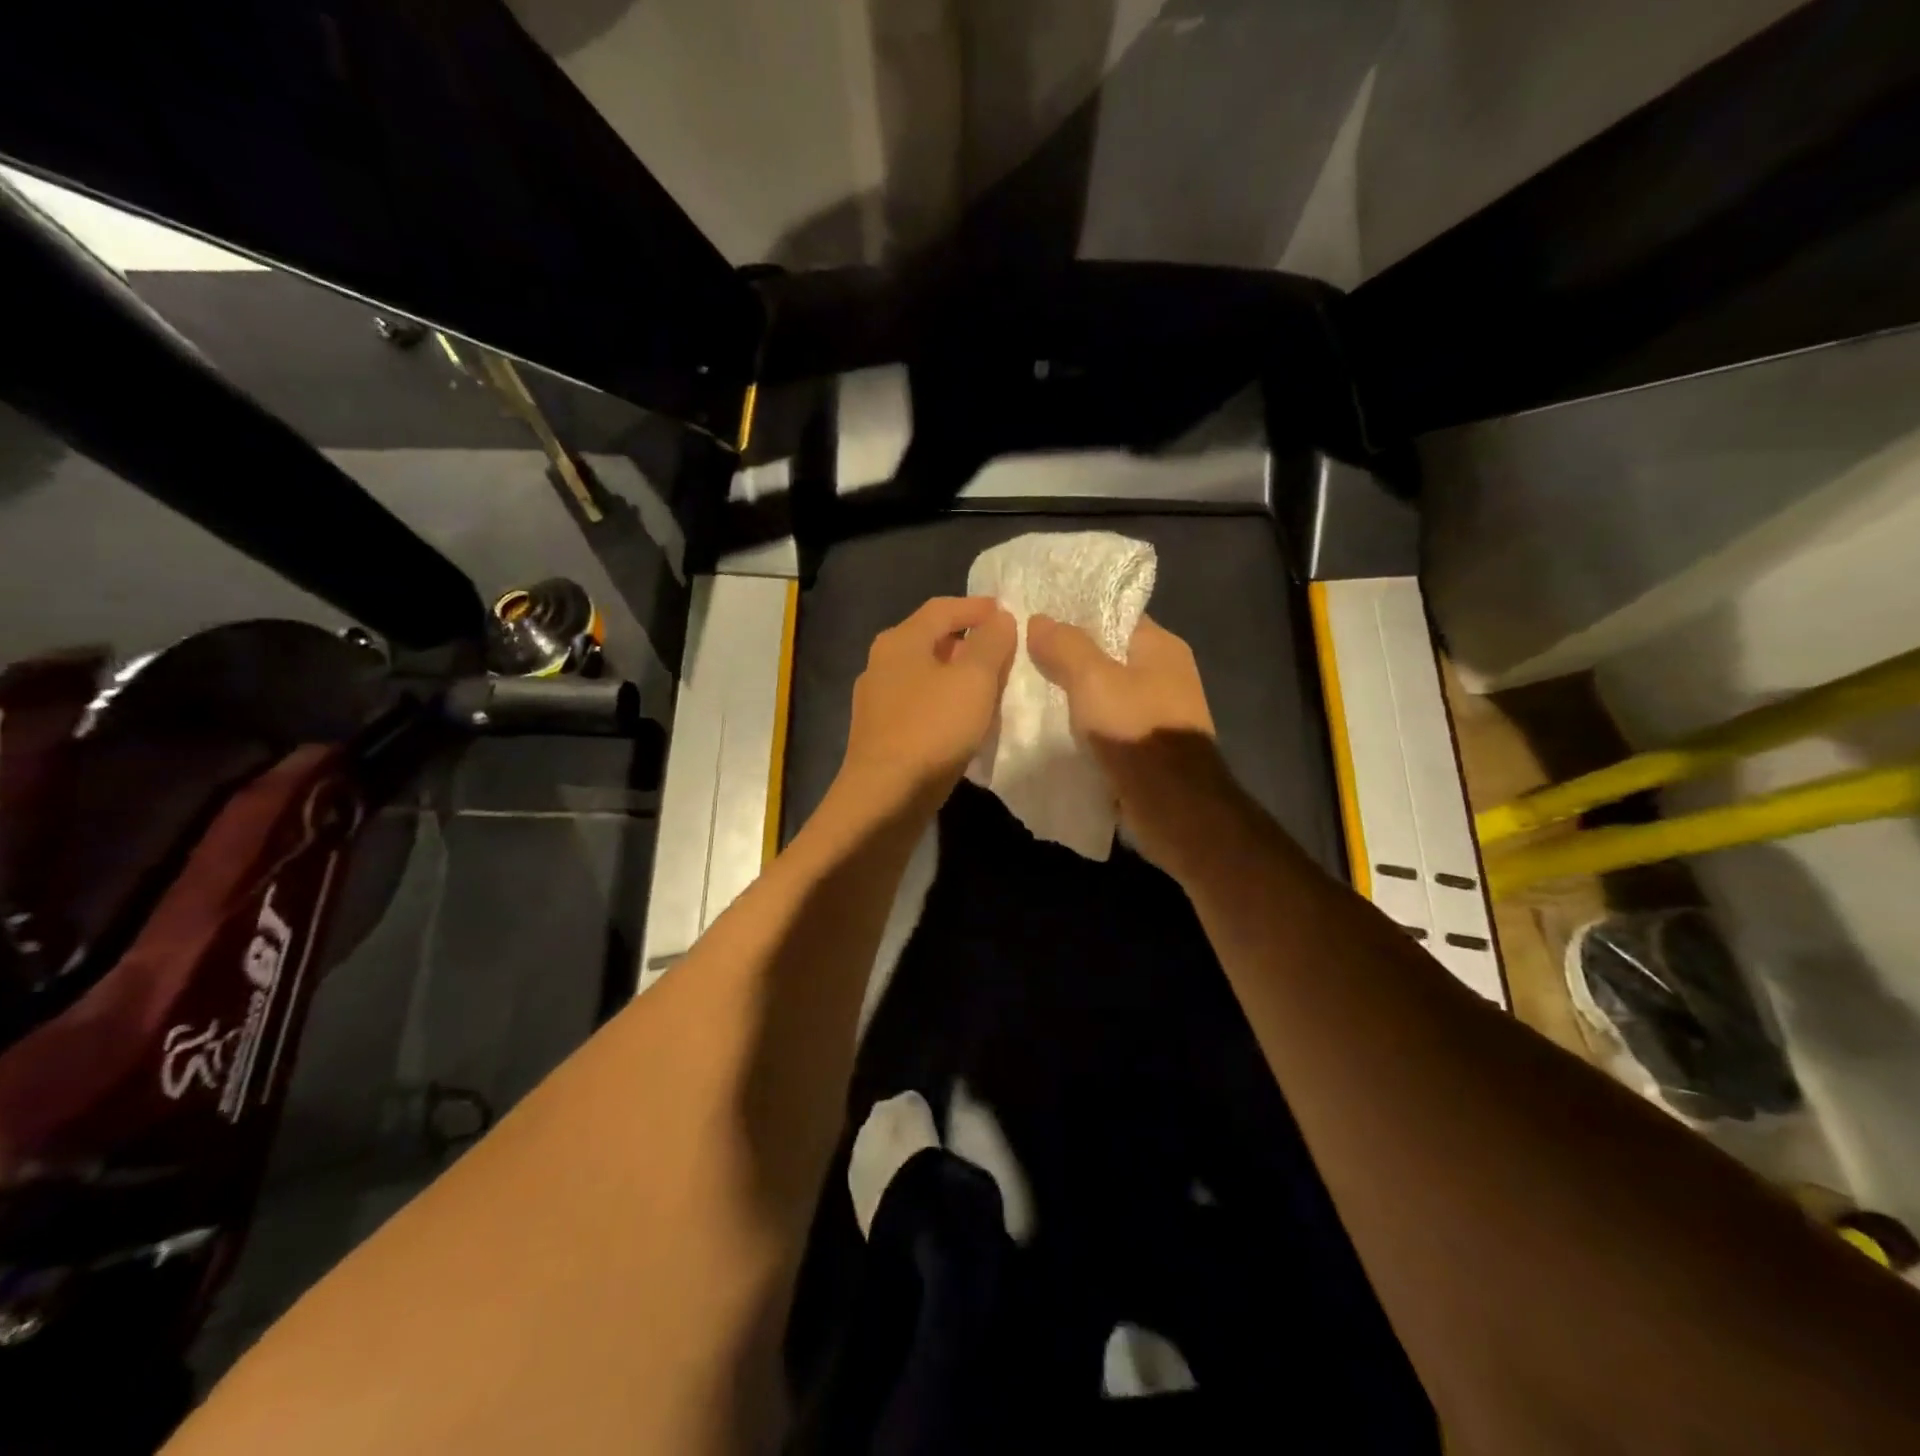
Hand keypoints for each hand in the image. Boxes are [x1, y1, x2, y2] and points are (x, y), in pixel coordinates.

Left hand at [838, 597, 1016, 812]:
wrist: (884, 798)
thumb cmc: (932, 730)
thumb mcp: (974, 680)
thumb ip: (991, 643)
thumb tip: (999, 618)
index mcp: (901, 641)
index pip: (942, 608)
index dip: (977, 608)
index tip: (1007, 613)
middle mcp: (882, 663)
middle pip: (932, 640)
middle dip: (970, 643)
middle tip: (1005, 654)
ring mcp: (877, 701)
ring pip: (926, 675)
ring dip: (958, 677)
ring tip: (991, 690)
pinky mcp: (879, 734)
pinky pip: (920, 706)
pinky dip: (945, 704)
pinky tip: (964, 724)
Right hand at [1027, 613, 1236, 872]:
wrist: (1173, 805)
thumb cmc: (1135, 730)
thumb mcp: (1093, 680)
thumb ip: (1065, 646)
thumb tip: (1039, 619)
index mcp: (1161, 647)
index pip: (1113, 614)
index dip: (1075, 613)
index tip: (1034, 617)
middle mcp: (1165, 674)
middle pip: (1107, 654)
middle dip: (1068, 656)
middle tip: (1022, 654)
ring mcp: (1158, 712)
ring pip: (1105, 692)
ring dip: (1073, 694)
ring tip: (1027, 689)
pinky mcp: (1147, 745)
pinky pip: (1107, 723)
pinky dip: (1083, 723)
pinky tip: (1050, 725)